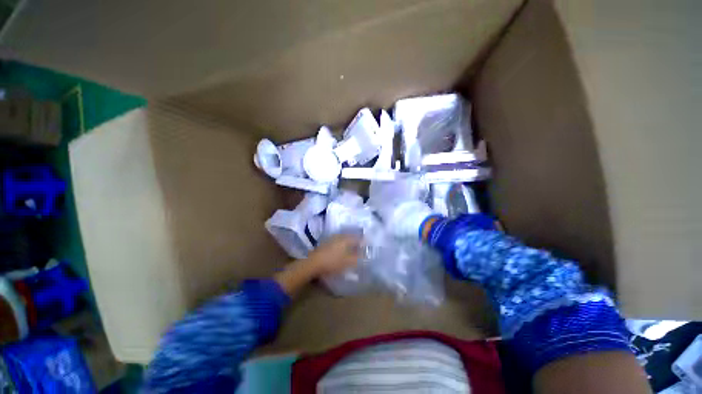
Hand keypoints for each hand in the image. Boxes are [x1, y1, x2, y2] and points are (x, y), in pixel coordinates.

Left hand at [274, 234, 360, 296]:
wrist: (313, 263)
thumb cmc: (333, 262)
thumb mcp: (348, 262)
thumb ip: (358, 258)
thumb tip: (366, 255)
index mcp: (346, 239)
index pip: (359, 238)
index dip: (364, 242)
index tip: (368, 246)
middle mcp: (340, 236)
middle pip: (352, 237)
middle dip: (357, 242)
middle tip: (362, 248)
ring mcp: (332, 238)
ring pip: (344, 238)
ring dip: (350, 243)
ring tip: (353, 250)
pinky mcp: (326, 242)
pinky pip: (339, 241)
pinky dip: (343, 245)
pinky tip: (342, 251)